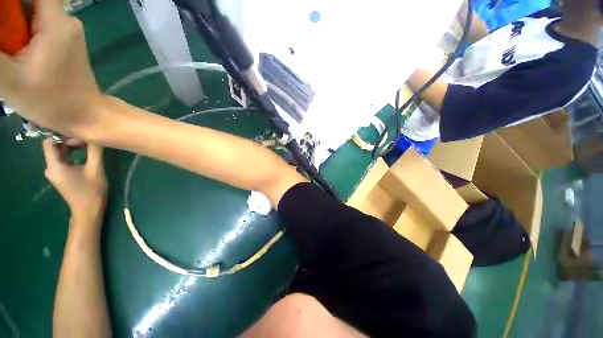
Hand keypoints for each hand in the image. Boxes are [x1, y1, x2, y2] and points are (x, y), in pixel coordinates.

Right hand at [0, 0, 102, 136]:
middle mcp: (65, 21)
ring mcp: (66, 33)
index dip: (11, 3)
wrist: (89, 116)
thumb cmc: (52, 102)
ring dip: (13, 30)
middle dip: (8, 18)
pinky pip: (38, 29)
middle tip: (5, 45)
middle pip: (30, 3)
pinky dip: (22, 37)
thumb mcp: (11, 79)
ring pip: (32, 16)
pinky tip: (16, 55)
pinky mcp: (65, 44)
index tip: (3, 19)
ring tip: (9, 53)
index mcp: (56, 22)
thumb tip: (0, 36)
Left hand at [42, 139, 107, 221]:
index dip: (62, 136)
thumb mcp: (96, 169)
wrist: (88, 211)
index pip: (49, 142)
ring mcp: (55, 173)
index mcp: (54, 165)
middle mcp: (50, 167)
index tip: (79, 137)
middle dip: (69, 141)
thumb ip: (94, 151)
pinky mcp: (61, 176)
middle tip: (87, 142)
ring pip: (60, 153)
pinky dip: (72, 155)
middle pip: (55, 147)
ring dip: (72, 148)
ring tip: (88, 148)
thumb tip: (95, 135)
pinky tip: (84, 156)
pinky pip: (63, 160)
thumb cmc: (91, 191)